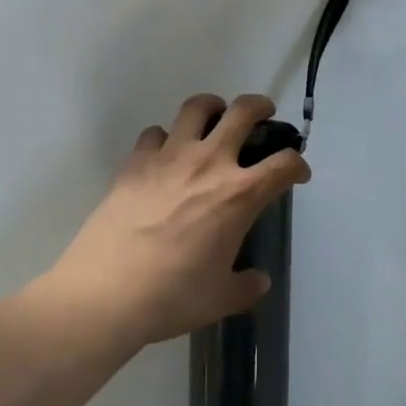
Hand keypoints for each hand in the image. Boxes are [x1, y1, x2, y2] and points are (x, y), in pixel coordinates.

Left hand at [44, 95, 309, 348]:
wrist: (108, 290)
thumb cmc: (172, 296)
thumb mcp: (219, 300)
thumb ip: (245, 286)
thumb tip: (259, 280)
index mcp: (239, 195)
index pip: (283, 165)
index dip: (297, 164)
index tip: (298, 172)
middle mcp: (210, 162)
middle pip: (243, 111)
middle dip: (260, 106)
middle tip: (263, 113)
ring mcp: (171, 154)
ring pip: (197, 107)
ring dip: (212, 107)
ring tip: (213, 116)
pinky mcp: (138, 159)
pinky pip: (156, 133)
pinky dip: (165, 138)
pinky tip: (163, 155)